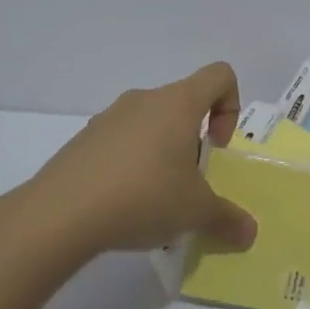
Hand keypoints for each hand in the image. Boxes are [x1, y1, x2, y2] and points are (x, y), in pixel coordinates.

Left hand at [25, 63, 259, 256]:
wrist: (60, 213)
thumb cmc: (143, 196)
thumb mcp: (196, 212)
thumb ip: (227, 218)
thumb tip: (250, 233)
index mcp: (178, 103)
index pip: (219, 75)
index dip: (230, 106)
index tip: (217, 146)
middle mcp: (144, 100)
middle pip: (184, 104)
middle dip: (194, 141)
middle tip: (189, 183)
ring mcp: (109, 117)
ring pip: (151, 125)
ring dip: (162, 154)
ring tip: (155, 200)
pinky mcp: (84, 140)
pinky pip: (121, 143)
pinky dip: (131, 165)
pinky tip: (122, 205)